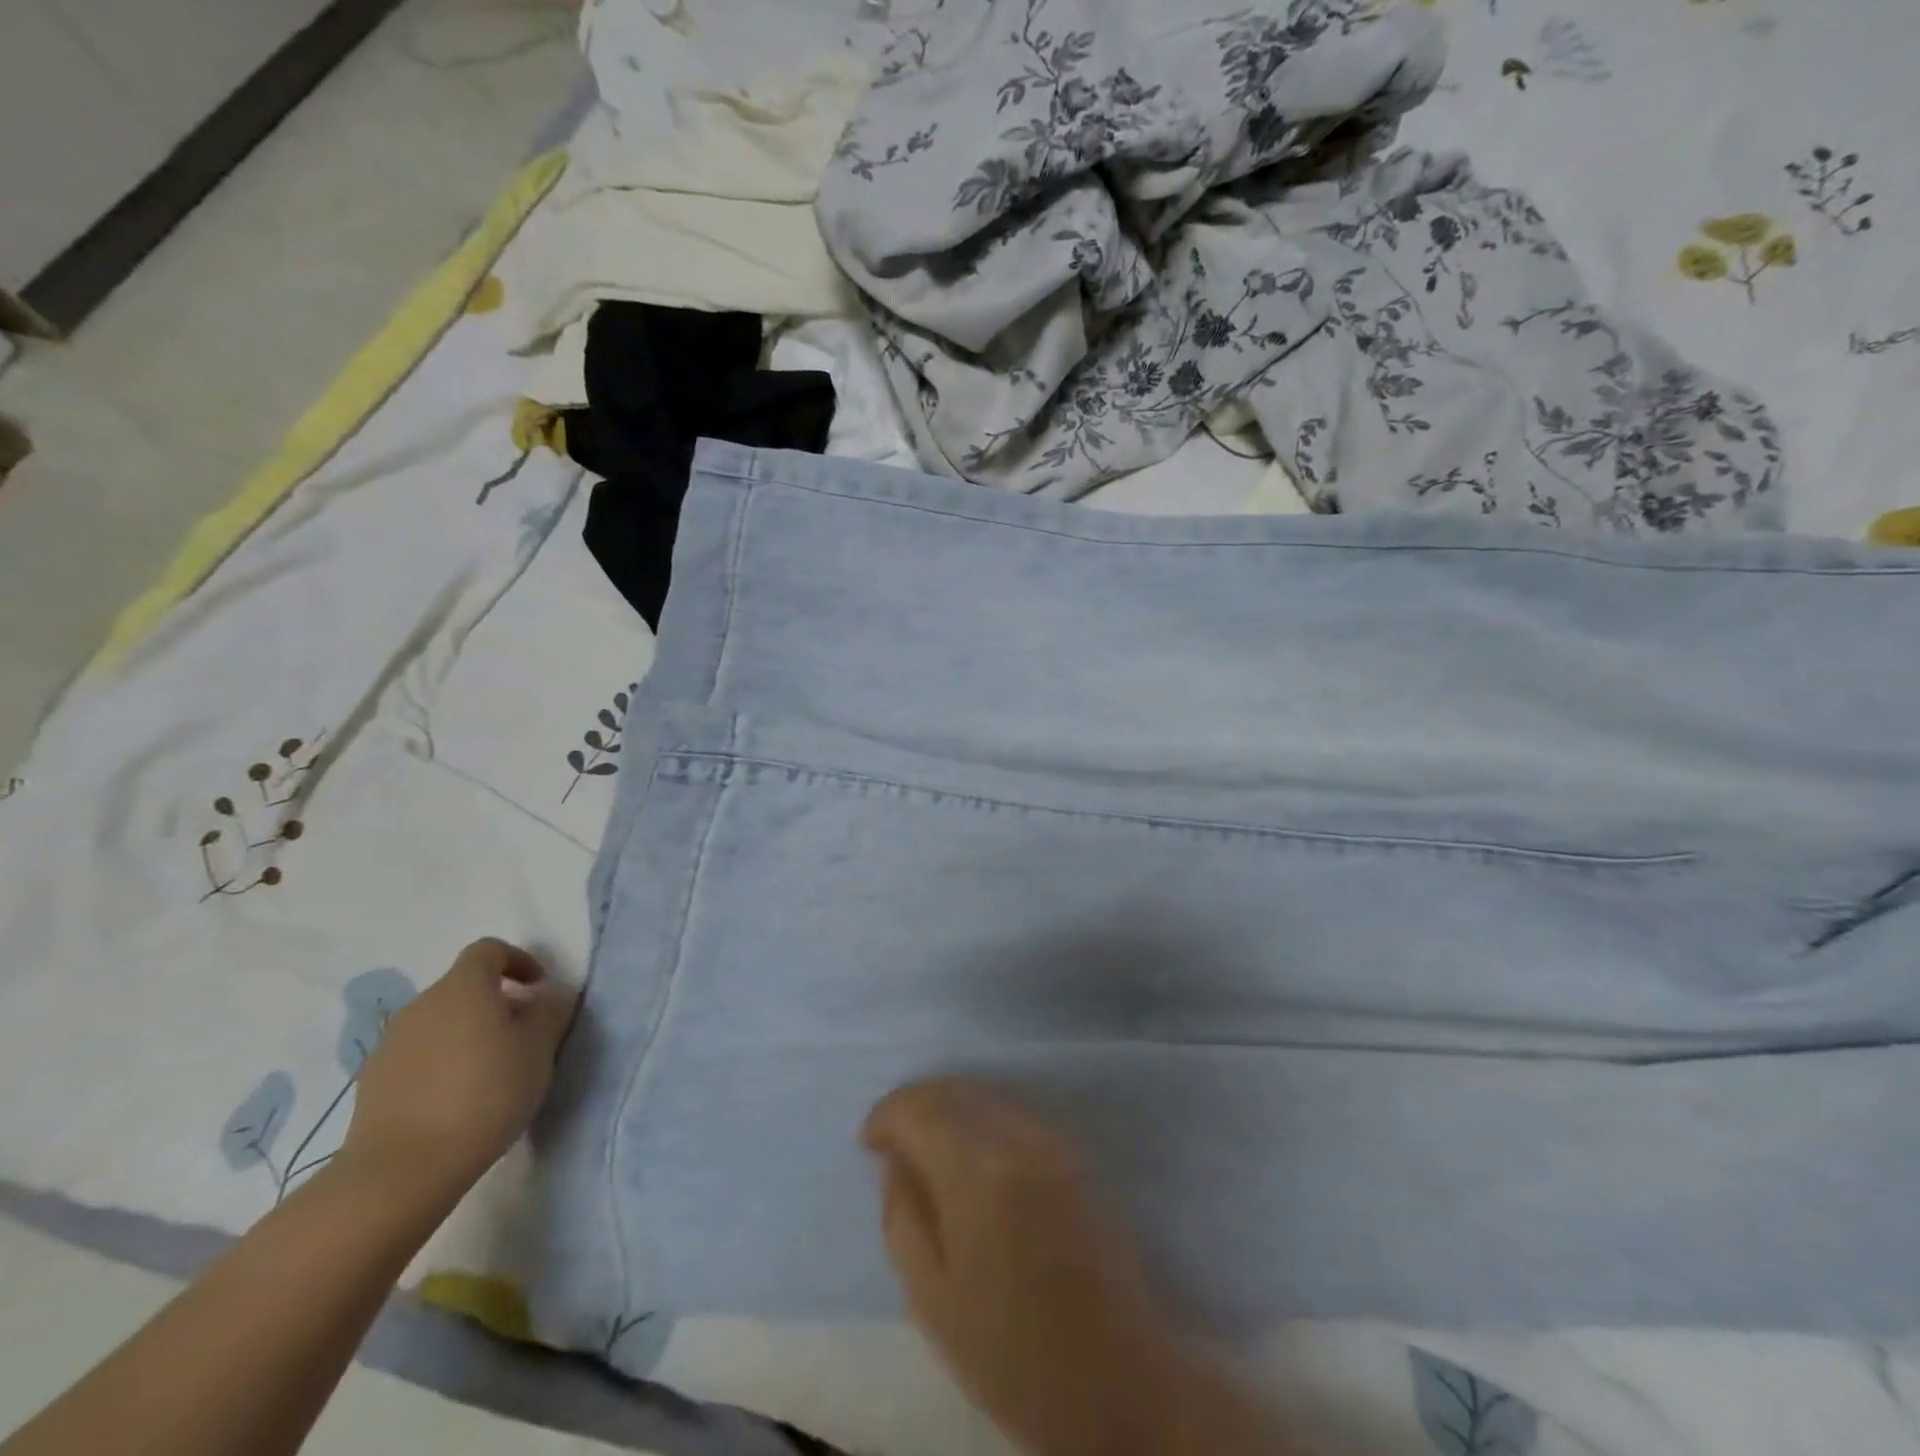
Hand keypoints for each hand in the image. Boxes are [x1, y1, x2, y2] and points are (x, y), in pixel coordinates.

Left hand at [343, 938, 577, 1208]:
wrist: (401, 1170)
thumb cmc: (485, 1094)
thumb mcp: (539, 1048)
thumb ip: (551, 1010)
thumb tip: (551, 993)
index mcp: (463, 987)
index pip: (489, 950)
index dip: (518, 961)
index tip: (539, 989)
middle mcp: (422, 1004)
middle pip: (464, 987)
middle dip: (496, 1002)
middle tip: (523, 1036)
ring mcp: (391, 1043)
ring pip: (440, 1022)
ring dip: (468, 1034)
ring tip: (492, 1071)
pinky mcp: (373, 1082)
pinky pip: (418, 1055)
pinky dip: (441, 1063)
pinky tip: (456, 1099)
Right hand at [863, 1080, 1181, 1455]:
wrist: (1121, 1382)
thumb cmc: (1013, 1354)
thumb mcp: (932, 1298)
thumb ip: (902, 1215)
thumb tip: (895, 1161)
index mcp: (978, 1170)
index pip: (919, 1108)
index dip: (886, 1115)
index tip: (868, 1144)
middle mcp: (1019, 1136)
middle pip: (954, 1091)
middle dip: (916, 1107)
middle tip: (892, 1145)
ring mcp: (1054, 1140)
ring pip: (986, 1096)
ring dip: (950, 1111)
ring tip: (928, 1150)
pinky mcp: (1076, 1153)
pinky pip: (1014, 1114)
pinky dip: (982, 1121)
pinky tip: (971, 1158)